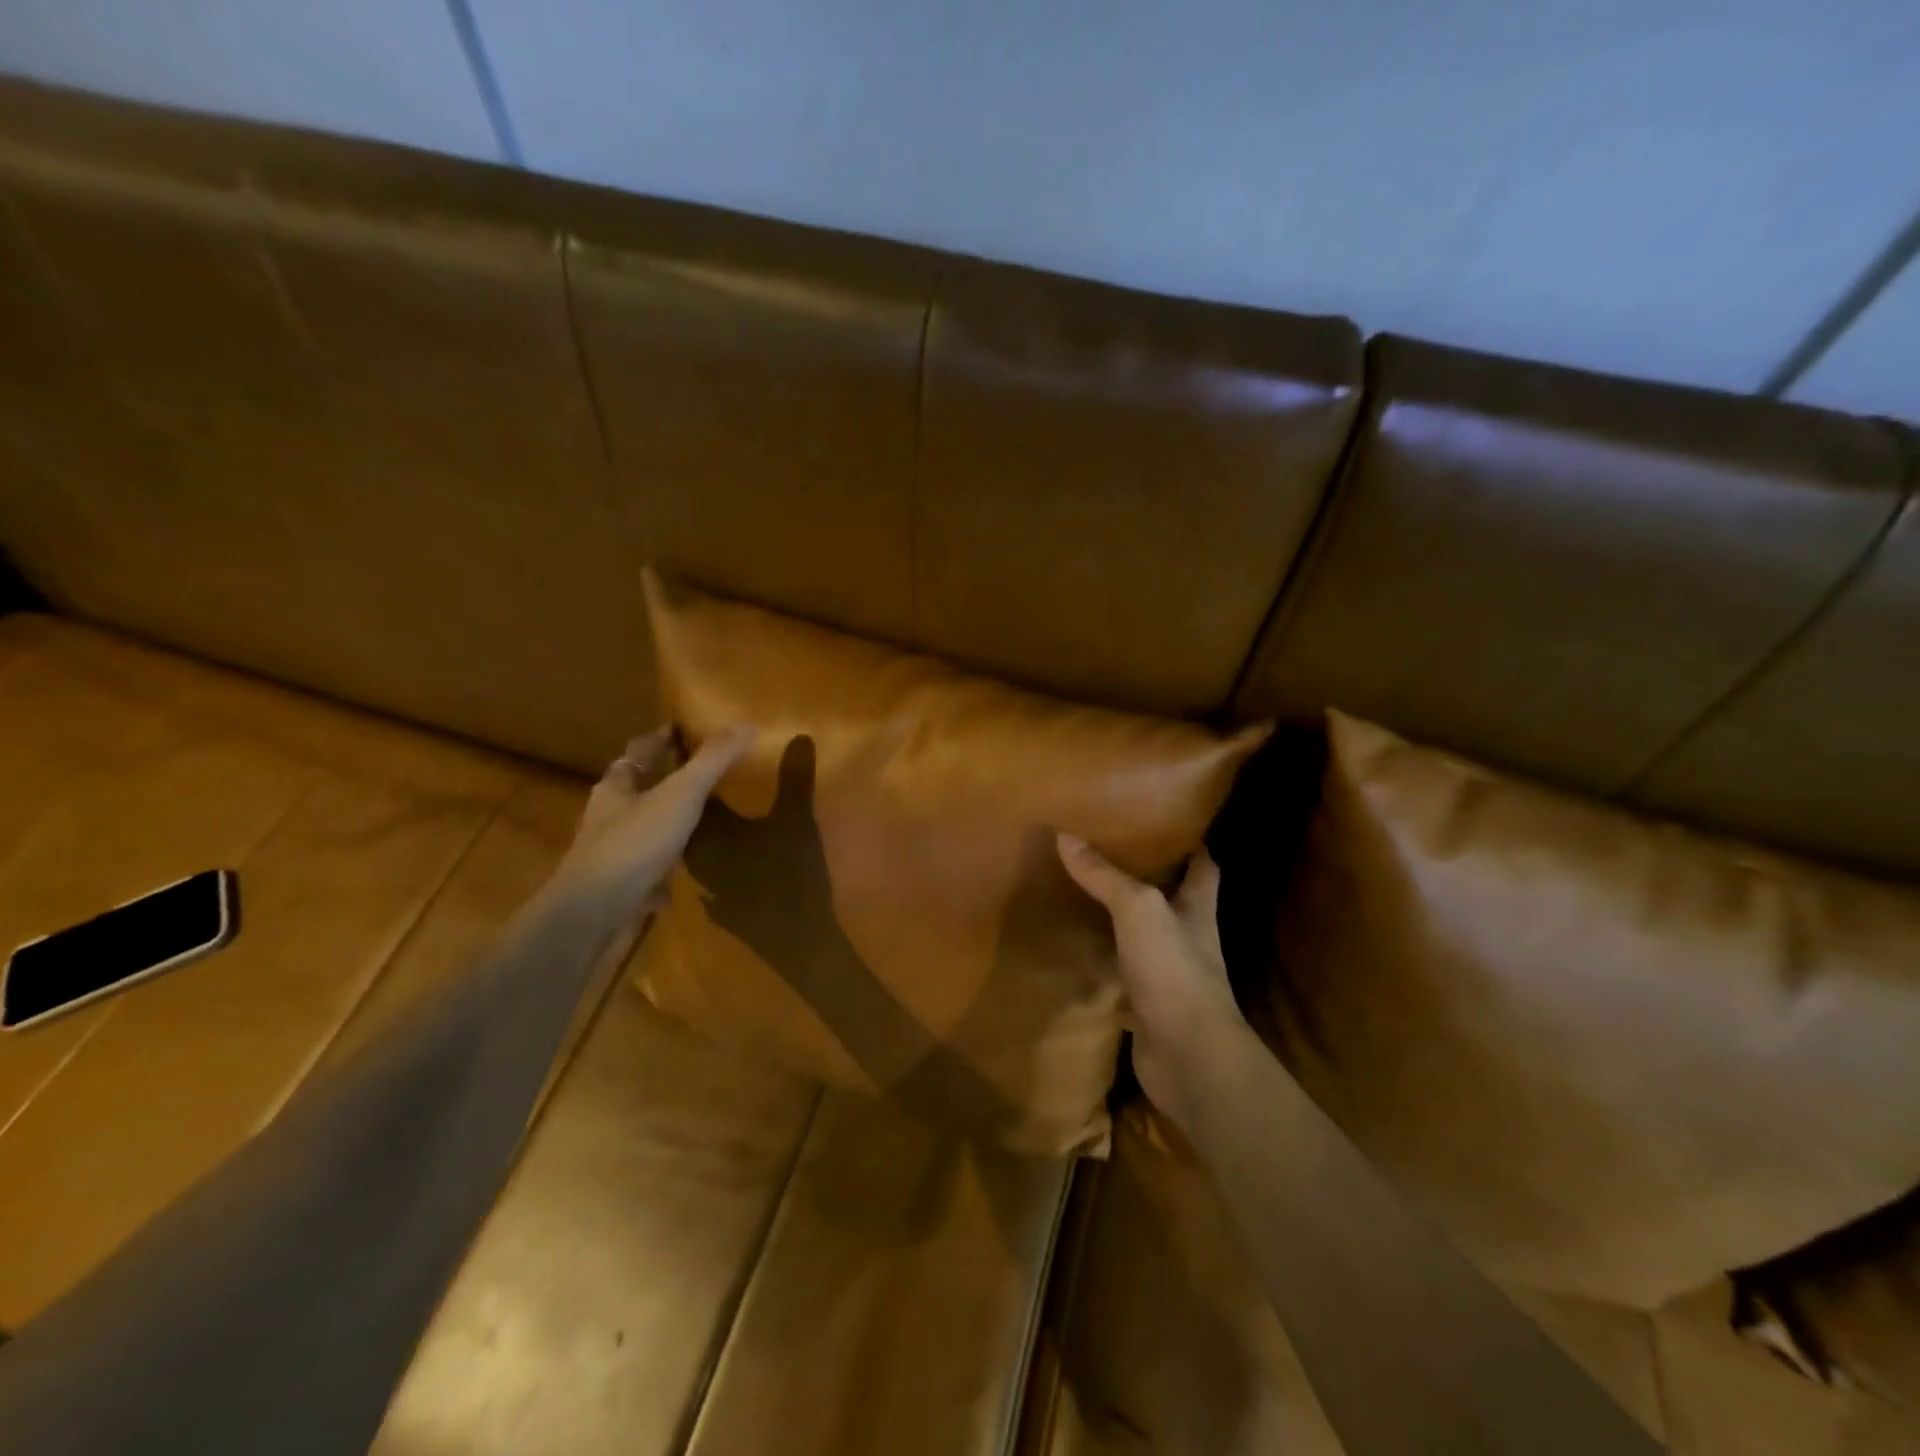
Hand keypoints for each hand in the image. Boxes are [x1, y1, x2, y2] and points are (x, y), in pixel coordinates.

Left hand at [550, 725, 753, 924]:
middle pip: (633, 791)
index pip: (636, 753)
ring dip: (659, 826)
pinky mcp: (617, 891)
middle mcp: (607, 819)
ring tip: (691, 825)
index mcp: (616, 789)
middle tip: (691, 774)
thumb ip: (712, 761)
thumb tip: (745, 724)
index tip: (677, 728)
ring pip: (637, 833)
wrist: (594, 912)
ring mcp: (610, 857)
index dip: (657, 739)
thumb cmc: (634, 842)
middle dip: (657, 782)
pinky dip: (661, 876)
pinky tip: (678, 885)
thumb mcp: (681, 794)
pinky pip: (644, 876)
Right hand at [1058, 834, 1246, 1133]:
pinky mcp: (1149, 1007)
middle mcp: (1188, 939)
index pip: (1204, 867)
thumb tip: (1066, 836)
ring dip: (1123, 923)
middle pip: (1174, 901)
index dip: (1192, 846)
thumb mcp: (1138, 910)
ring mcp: (1170, 975)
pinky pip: (1124, 977)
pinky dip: (1105, 966)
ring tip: (1085, 897)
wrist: (1189, 1059)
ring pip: (1145, 939)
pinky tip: (1079, 953)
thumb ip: (1104, 876)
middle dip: (1149, 880)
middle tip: (1109, 856)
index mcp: (1197, 910)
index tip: (1167, 825)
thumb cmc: (1174, 971)